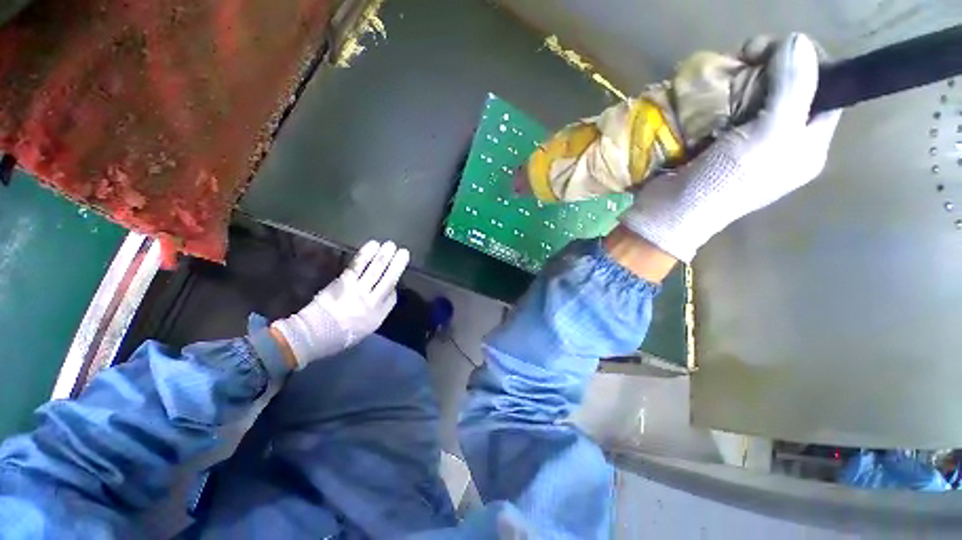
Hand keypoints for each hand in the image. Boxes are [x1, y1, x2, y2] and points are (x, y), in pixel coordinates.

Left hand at [272, 240, 409, 368]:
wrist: (313, 334)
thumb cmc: (338, 336)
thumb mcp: (364, 331)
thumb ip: (376, 314)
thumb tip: (381, 297)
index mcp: (378, 316)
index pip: (392, 298)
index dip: (394, 288)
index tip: (394, 282)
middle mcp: (372, 301)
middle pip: (389, 279)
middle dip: (397, 264)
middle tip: (404, 252)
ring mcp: (359, 290)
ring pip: (376, 270)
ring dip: (384, 256)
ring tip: (390, 245)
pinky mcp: (345, 282)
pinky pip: (359, 265)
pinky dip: (367, 254)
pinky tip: (373, 245)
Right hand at [619, 33, 841, 261]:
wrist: (670, 212)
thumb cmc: (724, 182)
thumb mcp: (769, 137)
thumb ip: (793, 88)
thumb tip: (799, 40)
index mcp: (807, 145)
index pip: (827, 89)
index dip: (808, 61)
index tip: (776, 48)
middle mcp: (782, 141)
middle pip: (790, 87)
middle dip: (770, 66)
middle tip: (744, 56)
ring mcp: (747, 142)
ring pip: (755, 95)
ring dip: (741, 79)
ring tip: (723, 73)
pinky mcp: (716, 144)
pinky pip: (727, 109)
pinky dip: (719, 96)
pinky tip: (708, 94)